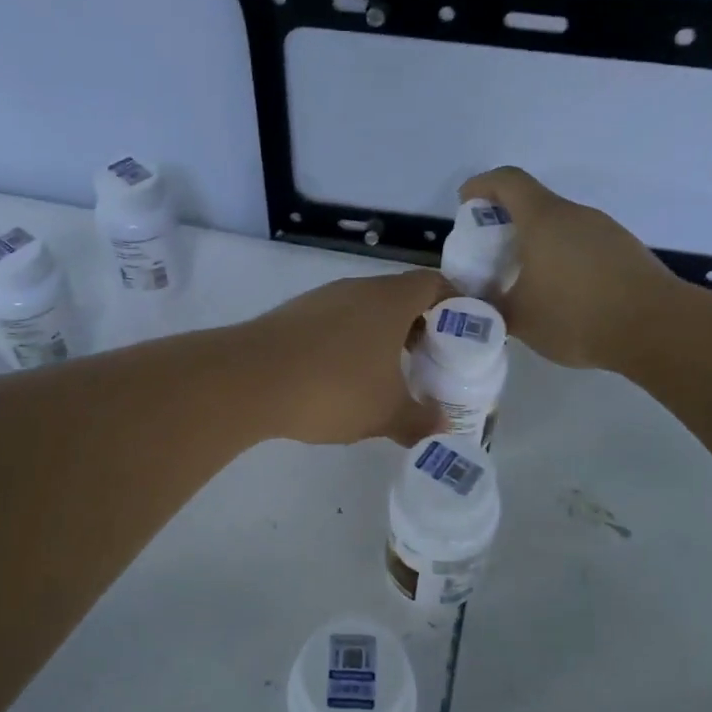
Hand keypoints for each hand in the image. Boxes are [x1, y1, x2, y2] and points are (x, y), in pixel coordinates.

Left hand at [237, 269, 452, 444]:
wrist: (248, 380)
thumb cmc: (332, 388)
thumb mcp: (386, 413)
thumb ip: (420, 420)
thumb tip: (443, 429)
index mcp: (389, 300)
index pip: (433, 283)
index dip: (454, 303)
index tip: (463, 333)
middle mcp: (356, 289)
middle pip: (399, 296)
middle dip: (418, 326)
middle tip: (429, 360)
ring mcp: (320, 299)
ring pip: (364, 309)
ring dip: (381, 335)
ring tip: (387, 375)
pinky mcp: (292, 315)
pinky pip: (334, 322)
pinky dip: (348, 343)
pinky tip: (341, 379)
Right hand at [460, 166, 689, 369]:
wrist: (657, 329)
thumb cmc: (577, 315)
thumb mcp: (519, 319)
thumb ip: (489, 308)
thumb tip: (474, 306)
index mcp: (544, 219)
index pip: (508, 181)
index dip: (482, 185)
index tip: (465, 203)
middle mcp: (575, 215)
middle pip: (534, 202)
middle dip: (507, 220)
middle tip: (490, 252)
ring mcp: (605, 231)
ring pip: (560, 225)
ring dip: (537, 241)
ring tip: (525, 278)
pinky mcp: (625, 251)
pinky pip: (583, 243)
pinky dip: (563, 256)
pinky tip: (562, 293)